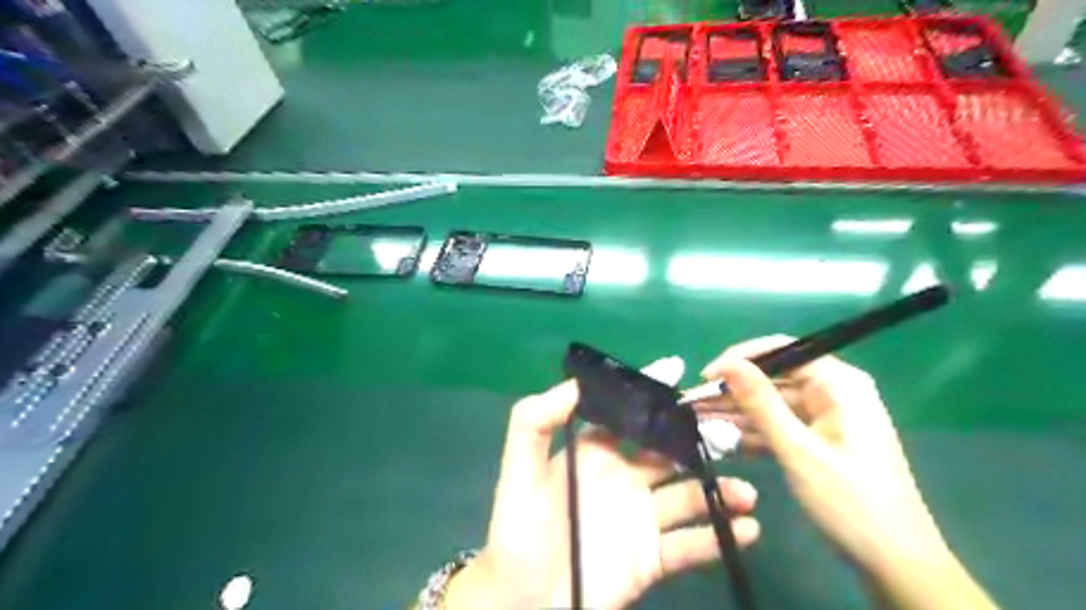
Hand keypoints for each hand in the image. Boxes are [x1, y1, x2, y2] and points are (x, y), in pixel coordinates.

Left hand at [446, 356, 756, 609]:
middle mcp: (623, 478)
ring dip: (719, 490)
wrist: (524, 606)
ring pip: (688, 496)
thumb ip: (535, 421)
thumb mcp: (519, 472)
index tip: (681, 374)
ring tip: (745, 493)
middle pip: (669, 452)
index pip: (629, 416)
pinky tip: (745, 530)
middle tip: (731, 436)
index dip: (652, 396)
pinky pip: (691, 544)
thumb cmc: (519, 533)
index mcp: (594, 453)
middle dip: (699, 441)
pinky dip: (719, 536)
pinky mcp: (651, 557)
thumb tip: (576, 384)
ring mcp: (640, 518)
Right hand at [701, 337, 994, 607]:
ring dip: (736, 414)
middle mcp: (832, 392)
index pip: (781, 351)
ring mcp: (825, 417)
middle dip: (732, 391)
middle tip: (691, 404)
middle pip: (772, 379)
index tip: (705, 376)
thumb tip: (728, 364)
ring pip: (771, 404)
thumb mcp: (798, 450)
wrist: (894, 564)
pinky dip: (752, 432)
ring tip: (696, 420)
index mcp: (839, 384)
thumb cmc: (850, 503)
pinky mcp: (818, 440)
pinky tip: (720, 439)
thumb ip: (761, 403)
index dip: (740, 359)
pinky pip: (778, 426)